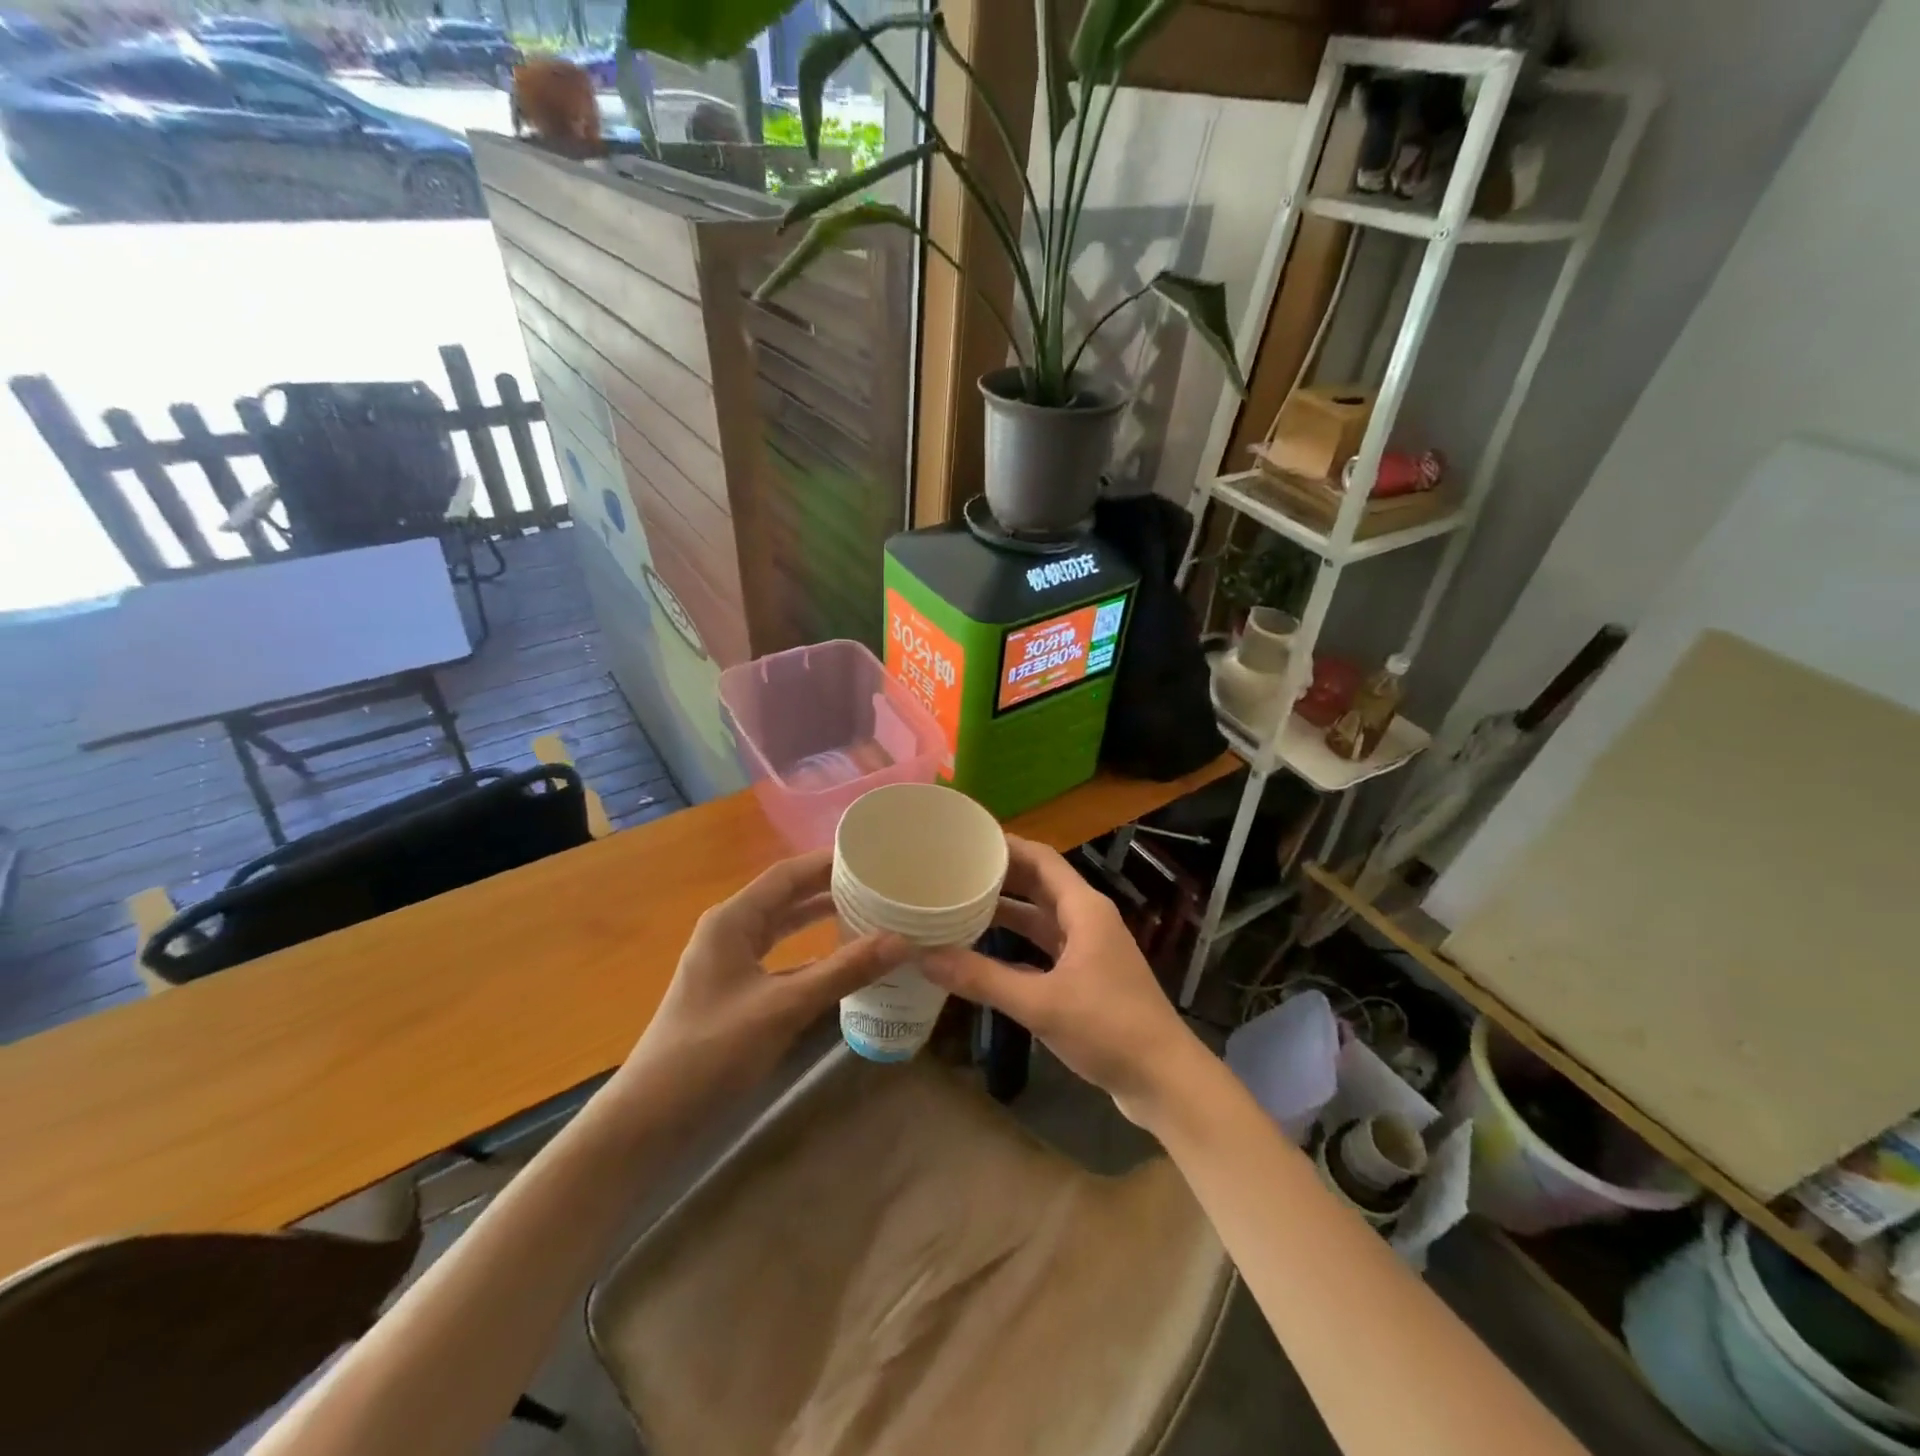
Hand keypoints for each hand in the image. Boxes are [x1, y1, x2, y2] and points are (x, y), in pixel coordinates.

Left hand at [617, 850, 910, 1111]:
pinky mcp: (736, 991)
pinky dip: (811, 954)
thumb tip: (902, 941)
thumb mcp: (784, 1007)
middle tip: (880, 885)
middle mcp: (730, 931)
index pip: (787, 875)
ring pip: (784, 928)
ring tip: (869, 913)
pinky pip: (781, 958)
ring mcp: (731, 962)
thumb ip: (843, 972)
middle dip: (830, 889)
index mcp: (732, 920)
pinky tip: (843, 961)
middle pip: (786, 897)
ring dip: (821, 920)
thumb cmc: (712, 1051)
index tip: (872, 857)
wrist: (652, 1117)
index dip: (828, 863)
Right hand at [923, 837, 1207, 1123]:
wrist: (1163, 1080)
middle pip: (1040, 884)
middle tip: (954, 871)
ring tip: (961, 905)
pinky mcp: (1087, 978)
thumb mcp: (1041, 1003)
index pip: (1042, 858)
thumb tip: (923, 956)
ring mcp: (1089, 949)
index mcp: (1084, 909)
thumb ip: (982, 979)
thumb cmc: (1108, 1028)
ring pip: (1041, 918)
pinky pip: (1045, 947)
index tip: (967, 839)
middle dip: (1000, 876)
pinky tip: (984, 952)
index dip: (1006, 845)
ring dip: (1007, 911)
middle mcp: (1087, 920)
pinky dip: (1017, 945)